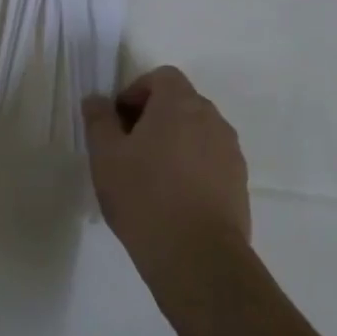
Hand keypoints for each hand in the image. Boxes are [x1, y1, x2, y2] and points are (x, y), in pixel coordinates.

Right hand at [83, 67, 250, 283]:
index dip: (136, 92)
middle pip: (180, 102)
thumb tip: (96, 100)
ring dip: (174, 142)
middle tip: (128, 149)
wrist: (199, 258)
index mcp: (180, 103)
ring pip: (197, 132)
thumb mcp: (106, 156)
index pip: (161, 76)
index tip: (118, 122)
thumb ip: (99, 120)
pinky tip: (173, 199)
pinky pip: (211, 161)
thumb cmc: (145, 197)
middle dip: (154, 117)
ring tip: (150, 177)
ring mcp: (230, 152)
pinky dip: (192, 168)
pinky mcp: (239, 183)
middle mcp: (212, 119)